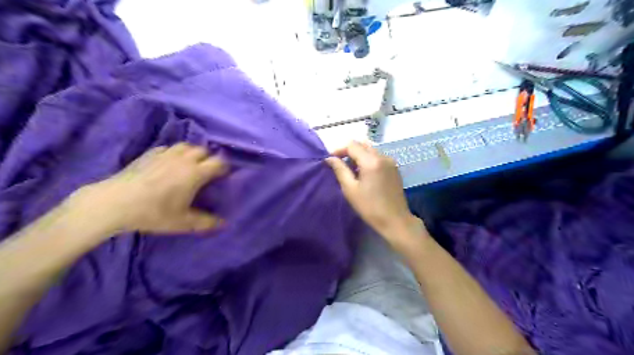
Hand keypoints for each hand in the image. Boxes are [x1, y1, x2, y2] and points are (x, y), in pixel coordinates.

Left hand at [70, 143, 227, 236]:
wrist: (114, 204)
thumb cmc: (153, 213)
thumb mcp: (183, 222)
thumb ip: (206, 222)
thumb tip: (224, 223)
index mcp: (195, 173)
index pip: (218, 162)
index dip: (224, 168)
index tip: (223, 176)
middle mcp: (184, 159)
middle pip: (204, 151)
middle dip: (209, 159)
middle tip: (207, 172)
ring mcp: (165, 154)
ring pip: (187, 146)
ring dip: (193, 153)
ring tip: (190, 164)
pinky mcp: (149, 154)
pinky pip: (169, 148)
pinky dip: (174, 153)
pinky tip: (170, 162)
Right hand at [326, 142, 425, 249]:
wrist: (395, 220)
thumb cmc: (369, 207)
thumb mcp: (350, 189)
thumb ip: (340, 170)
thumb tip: (330, 158)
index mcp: (371, 161)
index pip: (352, 145)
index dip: (339, 149)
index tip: (330, 159)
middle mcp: (383, 156)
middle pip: (362, 145)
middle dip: (349, 151)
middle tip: (339, 163)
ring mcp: (390, 161)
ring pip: (371, 150)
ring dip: (358, 155)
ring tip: (350, 169)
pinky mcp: (394, 168)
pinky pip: (378, 157)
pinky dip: (368, 160)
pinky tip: (363, 173)